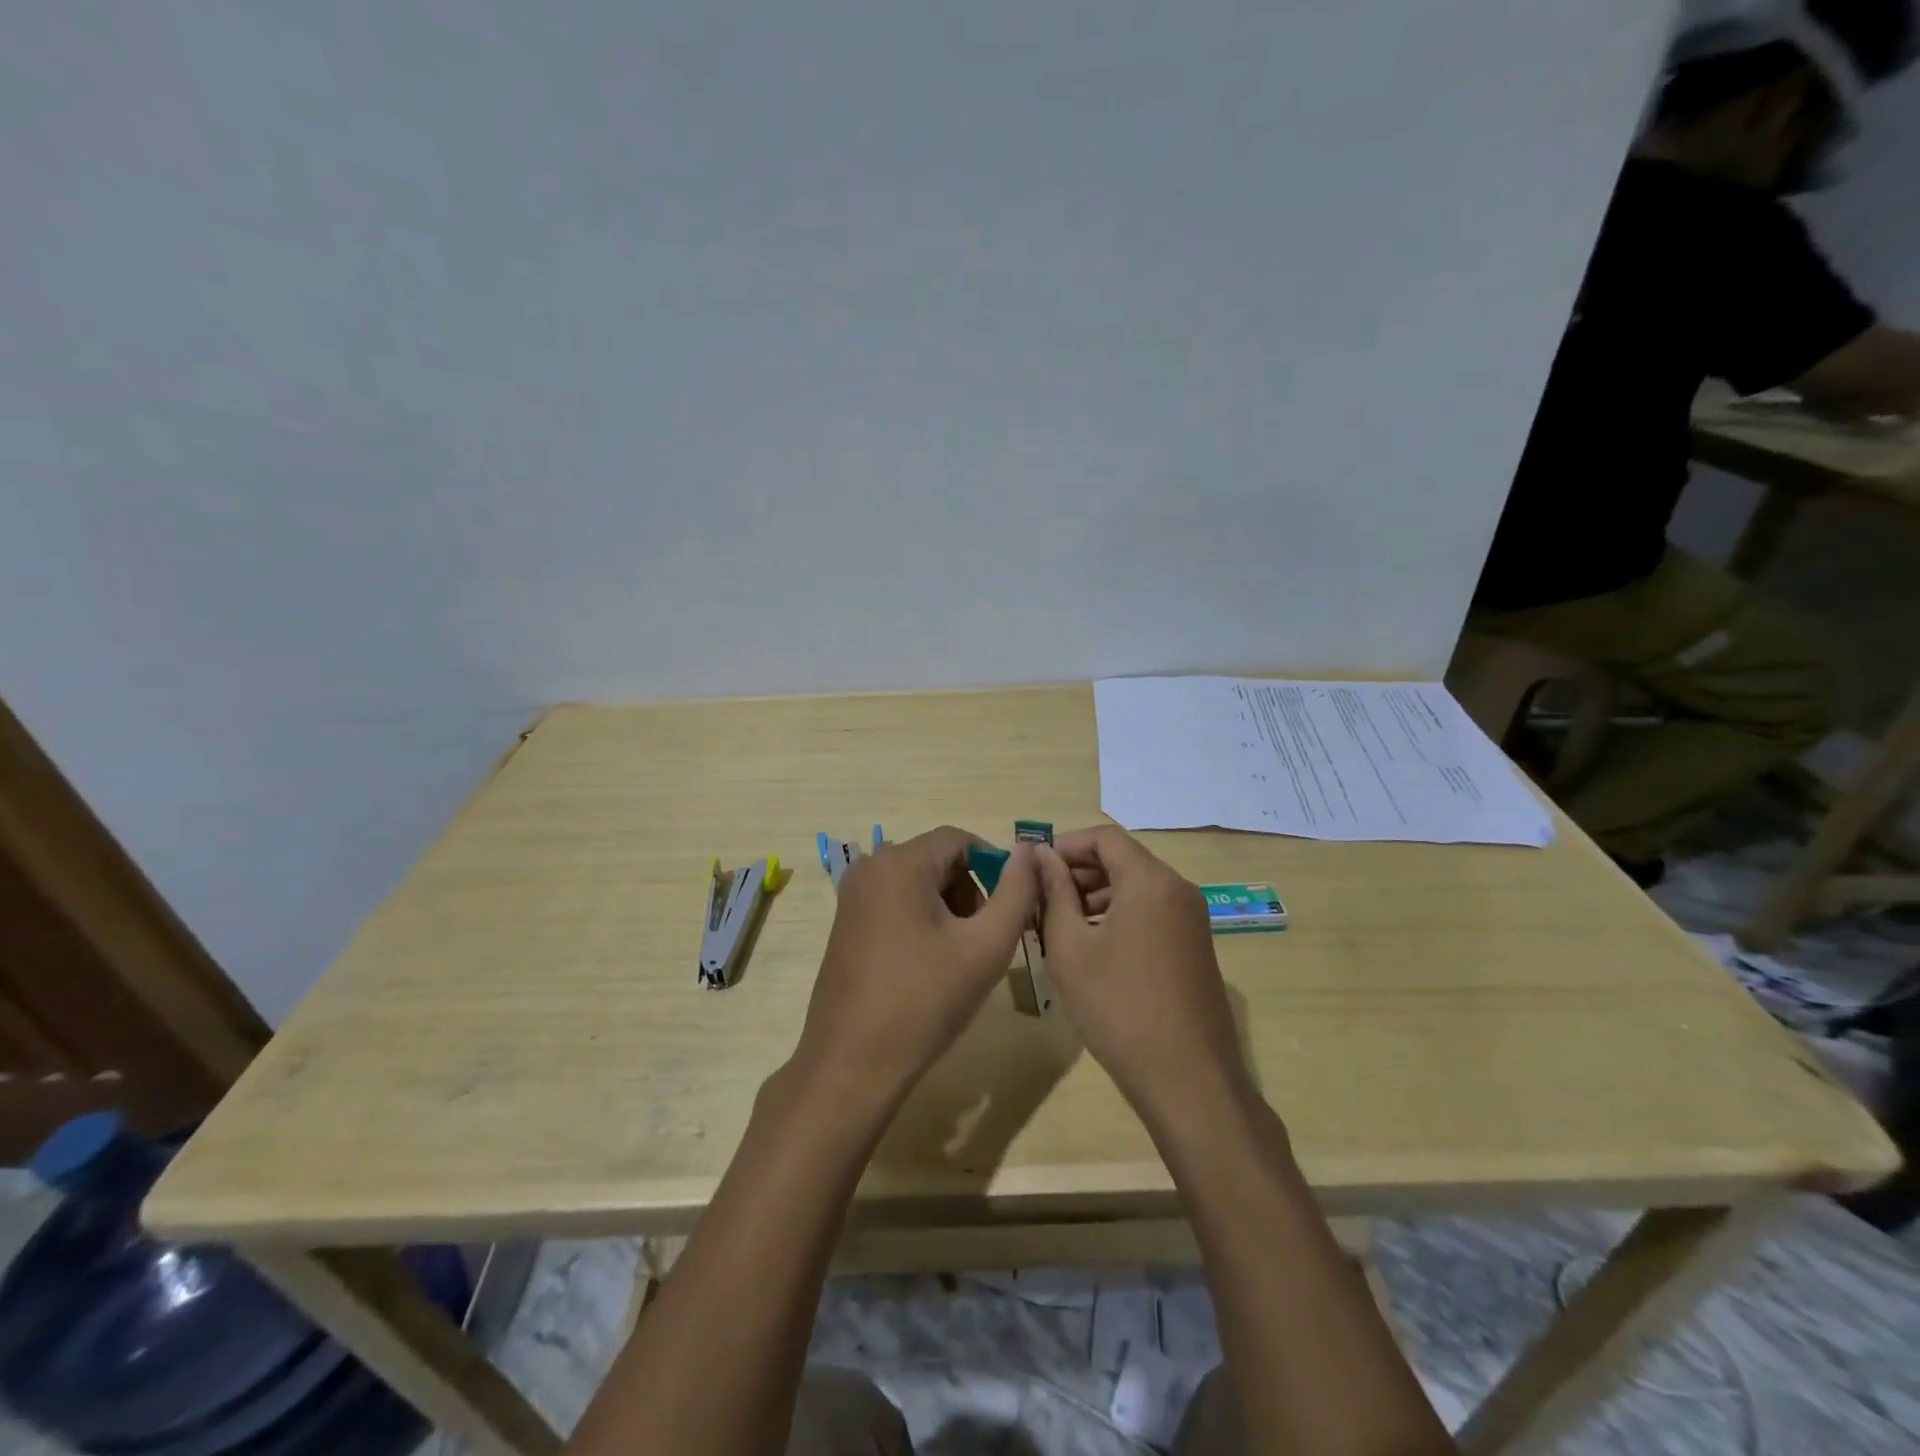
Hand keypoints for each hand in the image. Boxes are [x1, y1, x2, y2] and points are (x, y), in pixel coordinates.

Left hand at [790, 825, 1039, 1109]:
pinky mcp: (846, 924)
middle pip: (937, 859)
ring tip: (962, 956)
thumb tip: (1028, 851)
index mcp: (899, 863)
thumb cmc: (925, 1001)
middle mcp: (869, 868)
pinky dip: (922, 920)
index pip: (959, 839)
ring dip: (949, 908)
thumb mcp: (986, 946)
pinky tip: (931, 965)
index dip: (994, 865)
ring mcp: (852, 897)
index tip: (1012, 905)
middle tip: (988, 937)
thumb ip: (1016, 892)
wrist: (852, 1064)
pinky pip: (895, 902)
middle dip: (970, 890)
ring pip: (918, 882)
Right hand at [1034, 826, 1249, 1116]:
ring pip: (1136, 888)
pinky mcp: (1195, 946)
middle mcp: (1177, 889)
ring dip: (1094, 896)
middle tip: (1038, 899)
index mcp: (1150, 880)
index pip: (1103, 837)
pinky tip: (1090, 948)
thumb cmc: (1119, 1007)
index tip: (1032, 867)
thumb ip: (1053, 892)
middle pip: (1122, 860)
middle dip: (1077, 872)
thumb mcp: (1070, 947)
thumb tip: (1039, 854)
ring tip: (1056, 926)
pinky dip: (1118, 916)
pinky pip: (1151, 912)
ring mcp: (1192, 919)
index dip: (1064, 845)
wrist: (1188, 1080)